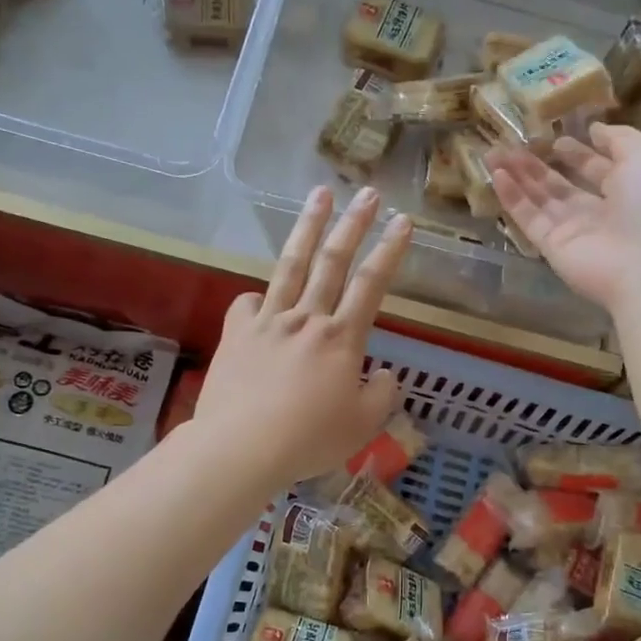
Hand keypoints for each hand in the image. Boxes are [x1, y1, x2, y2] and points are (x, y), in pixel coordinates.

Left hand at [194, 186, 411, 489]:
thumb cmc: (309, 439)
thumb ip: (382, 395)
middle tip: (368, 193)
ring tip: (319, 195)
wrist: (240, 446)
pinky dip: (259, 297)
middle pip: (333, 261)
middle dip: (354, 224)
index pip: (372, 285)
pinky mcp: (237, 334)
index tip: (404, 221)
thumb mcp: (363, 425)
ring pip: (291, 265)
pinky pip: (249, 304)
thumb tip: (384, 374)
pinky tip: (261, 297)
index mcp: (341, 339)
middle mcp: (307, 319)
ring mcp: (268, 322)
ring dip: (308, 227)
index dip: (390, 251)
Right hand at [488, 123, 640, 314]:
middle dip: (539, 164)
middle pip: (563, 185)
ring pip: (541, 199)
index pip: (597, 169)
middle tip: (512, 143)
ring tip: (494, 152)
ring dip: (519, 176)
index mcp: (629, 190)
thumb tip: (595, 129)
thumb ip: (620, 139)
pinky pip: (529, 218)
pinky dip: (512, 197)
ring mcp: (574, 232)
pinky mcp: (552, 247)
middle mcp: (600, 212)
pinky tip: (496, 173)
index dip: (578, 153)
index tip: (556, 137)